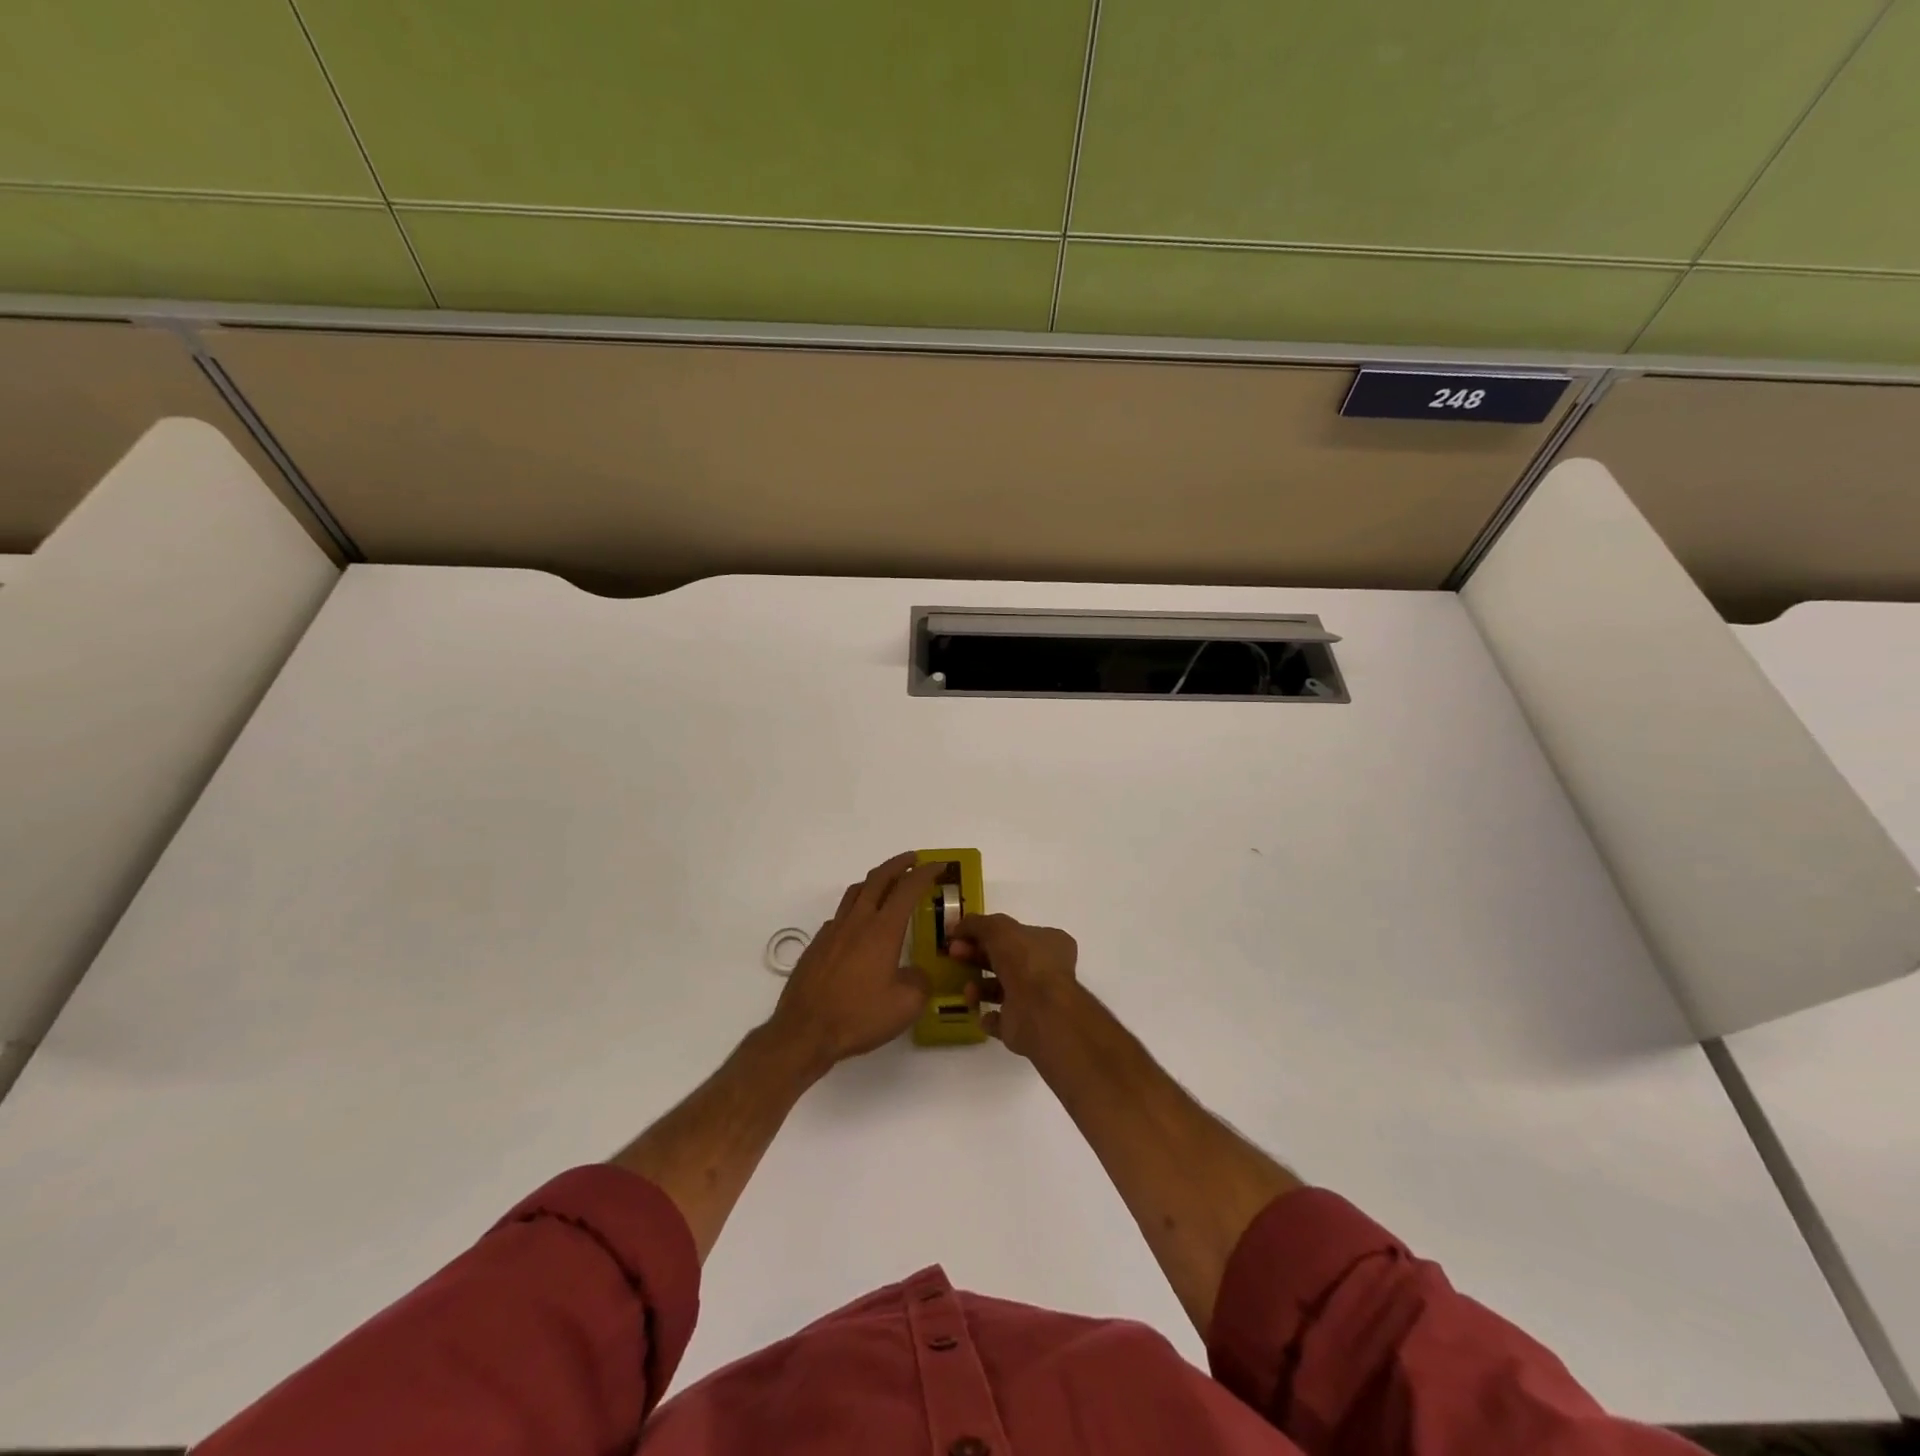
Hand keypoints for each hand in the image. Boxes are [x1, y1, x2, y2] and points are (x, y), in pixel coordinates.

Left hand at [768, 853, 944, 1068]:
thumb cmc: (858, 1016)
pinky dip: (855, 909)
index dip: (925, 873)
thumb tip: (917, 972)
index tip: (938, 865)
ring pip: (855, 892)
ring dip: (874, 881)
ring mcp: (832, 931)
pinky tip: (859, 926)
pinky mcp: (816, 945)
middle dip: (898, 865)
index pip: (907, 889)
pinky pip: (840, 916)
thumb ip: (920, 982)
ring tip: (886, 884)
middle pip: (878, 879)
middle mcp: (857, 922)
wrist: (804, 1032)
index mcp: (882, 930)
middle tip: (913, 860)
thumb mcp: (905, 1006)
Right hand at [952, 913, 1081, 1058]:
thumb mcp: (998, 929)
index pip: (1016, 933)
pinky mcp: (1024, 1025)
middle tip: (953, 954)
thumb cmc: (1025, 961)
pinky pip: (1001, 1019)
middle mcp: (1045, 969)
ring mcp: (1036, 999)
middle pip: (1004, 959)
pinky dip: (987, 1016)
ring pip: (1001, 989)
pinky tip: (978, 1011)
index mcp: (1049, 943)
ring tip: (968, 990)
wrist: (1039, 1012)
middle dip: (976, 955)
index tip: (961, 934)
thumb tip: (957, 926)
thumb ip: (977, 924)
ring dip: (979, 986)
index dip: (987, 931)